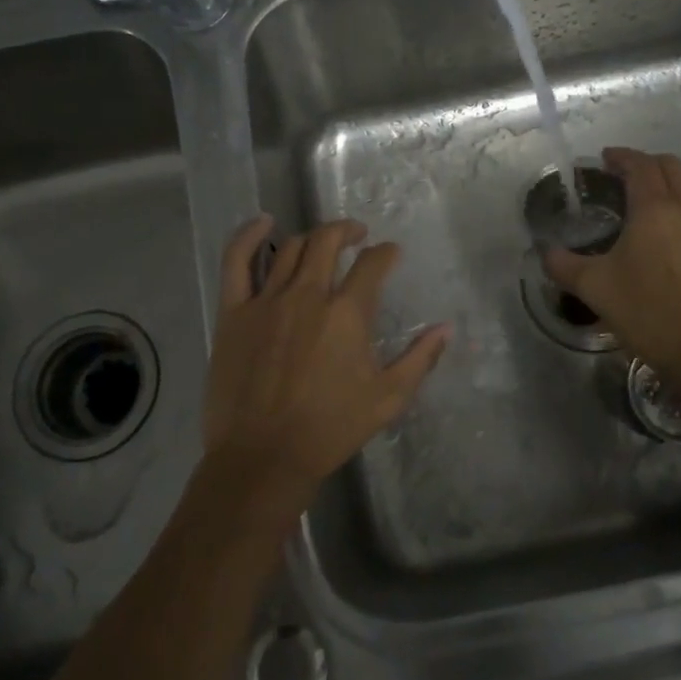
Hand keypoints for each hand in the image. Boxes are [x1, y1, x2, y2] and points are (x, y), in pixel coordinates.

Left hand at [202, 215, 449, 514]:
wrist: (264, 457)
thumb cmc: (330, 429)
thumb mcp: (387, 399)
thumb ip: (420, 359)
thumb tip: (446, 328)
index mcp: (347, 314)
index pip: (373, 264)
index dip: (386, 253)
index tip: (391, 254)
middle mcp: (308, 295)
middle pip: (328, 241)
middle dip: (348, 231)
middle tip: (358, 236)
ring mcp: (267, 300)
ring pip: (290, 248)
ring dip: (312, 238)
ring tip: (322, 242)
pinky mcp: (233, 312)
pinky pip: (236, 262)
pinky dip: (248, 236)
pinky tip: (263, 222)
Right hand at [544, 148, 680, 388]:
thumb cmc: (648, 313)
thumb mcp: (594, 289)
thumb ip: (564, 265)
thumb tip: (546, 252)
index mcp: (655, 210)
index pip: (640, 165)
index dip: (621, 157)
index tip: (604, 159)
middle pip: (672, 167)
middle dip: (646, 164)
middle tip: (622, 177)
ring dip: (666, 188)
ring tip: (642, 210)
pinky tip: (666, 241)